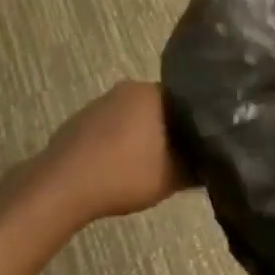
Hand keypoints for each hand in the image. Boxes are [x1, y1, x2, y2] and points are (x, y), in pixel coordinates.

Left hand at [36, 81, 191, 224]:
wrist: (63, 187)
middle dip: (168, 129)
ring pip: (133, 117)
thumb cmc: (126, 173)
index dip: (196, 122)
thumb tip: (212, 160)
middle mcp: (129, 88)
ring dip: (141, 136)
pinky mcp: (79, 121)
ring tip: (147, 165)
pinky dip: (117, 143)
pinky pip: (109, 128)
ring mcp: (100, 103)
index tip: (201, 143)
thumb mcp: (175, 177)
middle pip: (159, 107)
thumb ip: (198, 165)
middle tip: (178, 157)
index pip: (187, 100)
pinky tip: (118, 168)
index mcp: (154, 92)